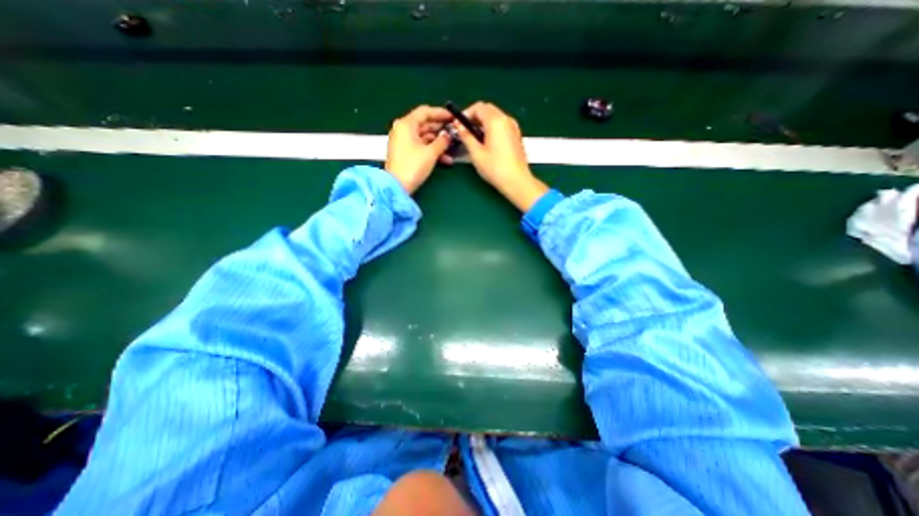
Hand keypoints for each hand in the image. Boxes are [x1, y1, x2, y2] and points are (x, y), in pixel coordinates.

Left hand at [386, 104, 450, 193]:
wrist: (397, 186)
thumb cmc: (412, 166)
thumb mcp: (431, 153)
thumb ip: (442, 141)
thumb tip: (448, 136)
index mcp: (406, 124)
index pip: (425, 112)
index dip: (440, 113)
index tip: (452, 117)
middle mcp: (403, 130)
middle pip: (424, 124)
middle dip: (440, 130)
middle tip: (454, 133)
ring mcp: (403, 142)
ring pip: (424, 137)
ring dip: (438, 143)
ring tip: (451, 148)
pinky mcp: (405, 153)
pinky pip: (420, 147)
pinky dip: (431, 151)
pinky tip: (444, 159)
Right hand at [451, 103, 543, 211]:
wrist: (517, 181)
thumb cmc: (495, 168)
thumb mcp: (476, 153)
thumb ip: (466, 136)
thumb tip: (459, 126)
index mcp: (496, 121)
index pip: (479, 107)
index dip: (466, 114)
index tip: (459, 125)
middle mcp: (506, 120)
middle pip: (488, 109)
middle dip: (475, 117)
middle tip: (466, 131)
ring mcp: (513, 127)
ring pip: (496, 116)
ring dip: (484, 122)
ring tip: (475, 138)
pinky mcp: (516, 136)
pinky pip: (502, 125)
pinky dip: (492, 128)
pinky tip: (487, 143)